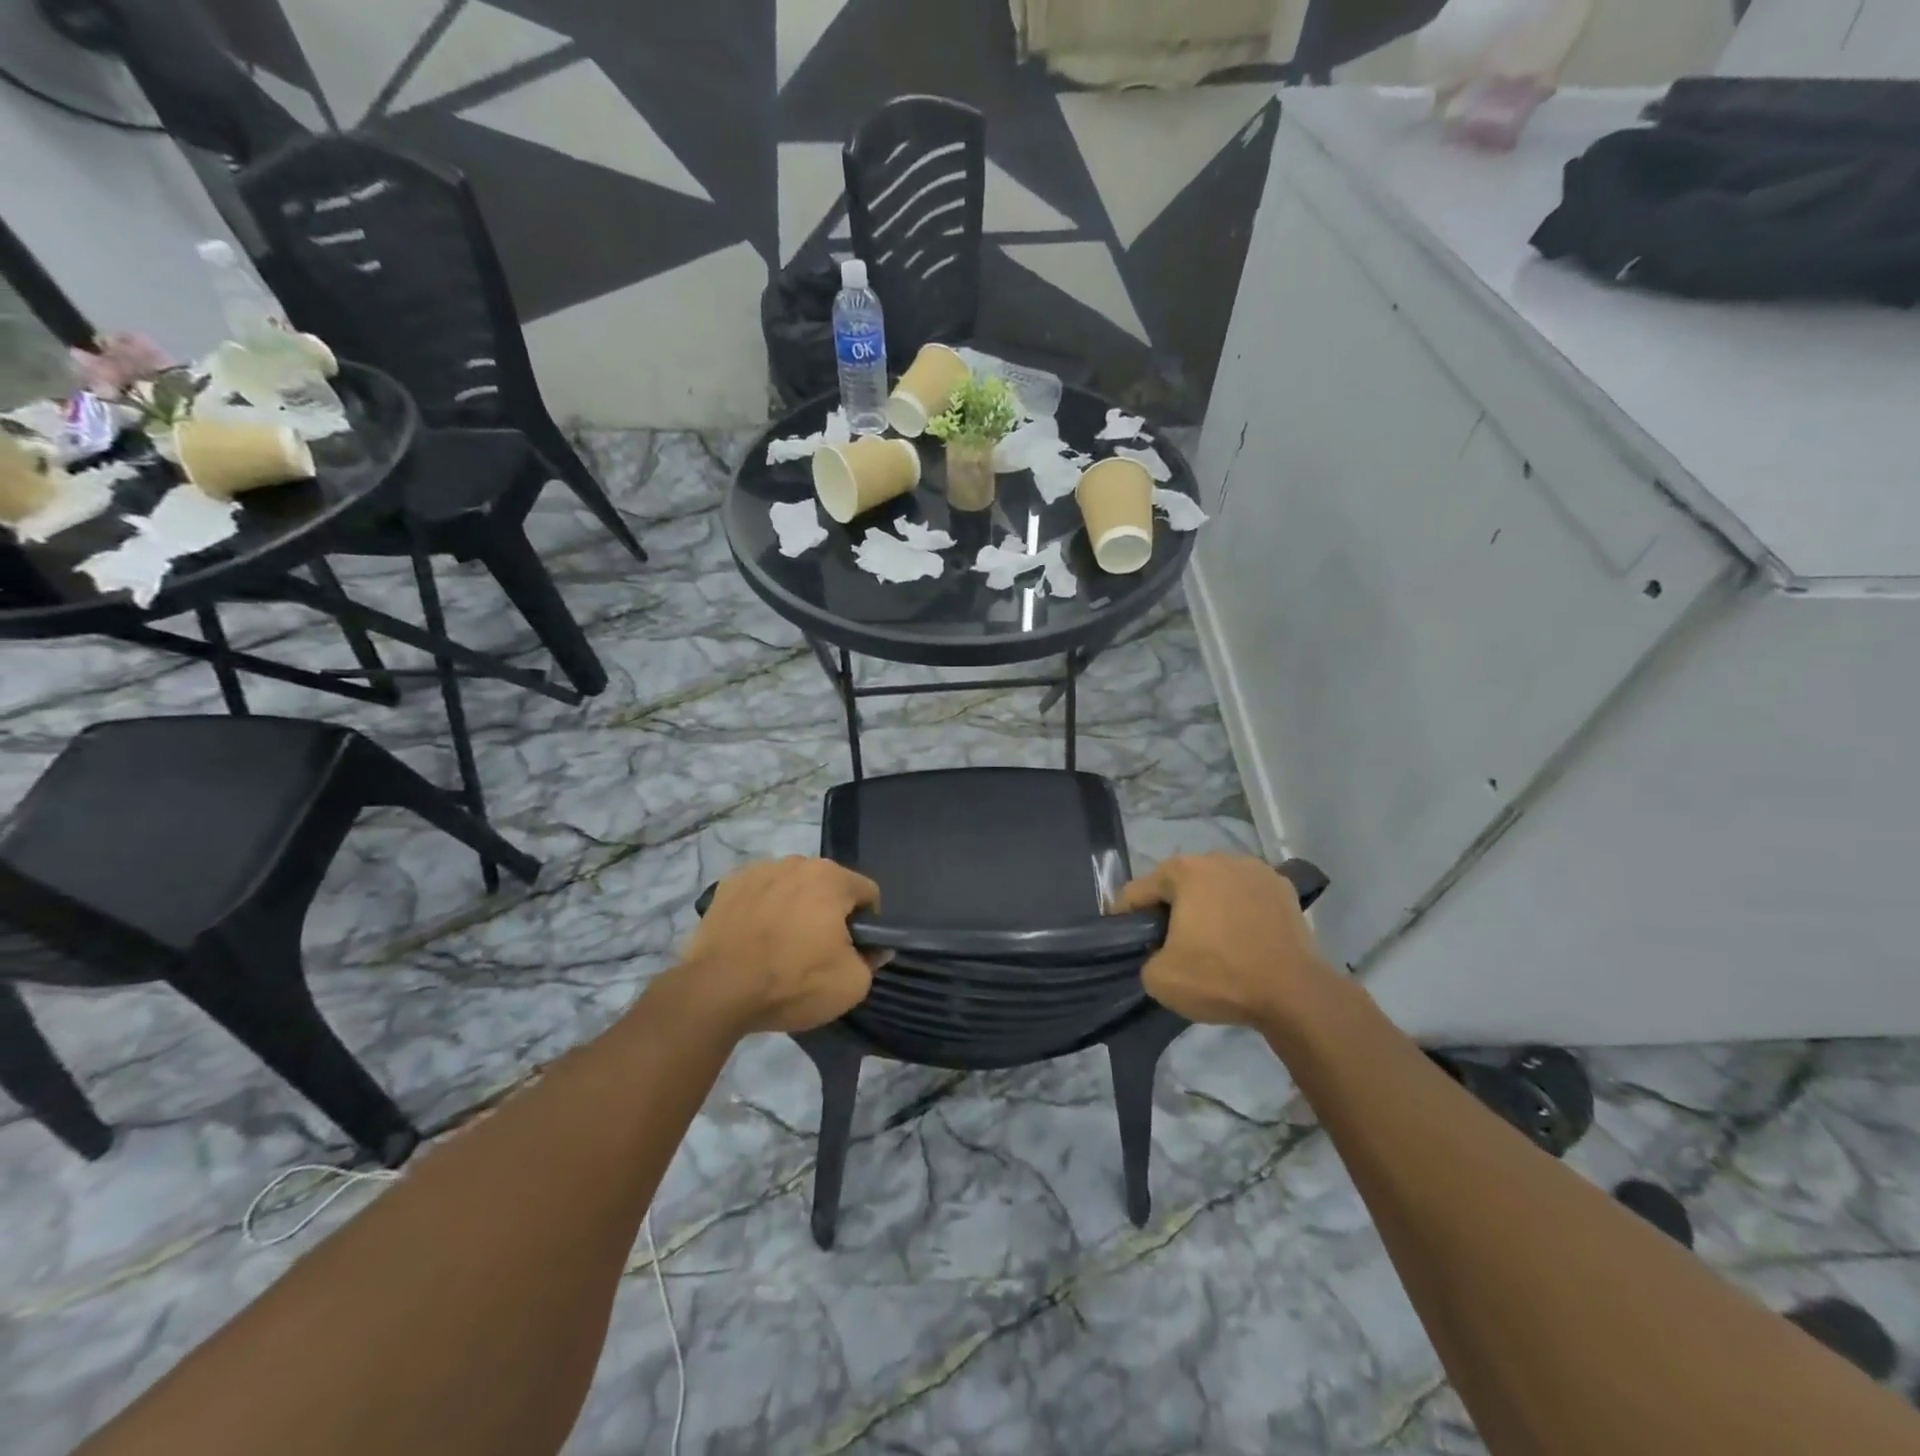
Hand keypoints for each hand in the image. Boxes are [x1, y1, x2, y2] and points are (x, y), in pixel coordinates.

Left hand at [665, 857, 881, 1035]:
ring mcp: (759, 870)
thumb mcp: (851, 984)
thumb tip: (874, 949)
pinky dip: (763, 910)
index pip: (867, 893)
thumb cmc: (792, 983)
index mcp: (832, 878)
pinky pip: (759, 893)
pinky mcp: (727, 885)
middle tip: (816, 951)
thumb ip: (872, 960)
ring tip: (780, 946)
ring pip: (792, 887)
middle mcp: (797, 863)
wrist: (717, 991)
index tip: (852, 951)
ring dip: (795, 908)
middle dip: (829, 912)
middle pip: (828, 886)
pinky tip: (753, 940)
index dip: (867, 924)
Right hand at [1113, 854, 1335, 1030]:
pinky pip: (1248, 896)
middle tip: (1169, 941)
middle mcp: (1218, 858)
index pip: (1139, 890)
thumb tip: (1160, 953)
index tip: (1125, 938)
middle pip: (1180, 883)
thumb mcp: (1160, 979)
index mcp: (1184, 871)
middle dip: (1170, 907)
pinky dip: (1240, 911)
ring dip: (1208, 905)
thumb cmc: (1220, 977)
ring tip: (1210, 939)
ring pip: (1216, 886)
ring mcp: (1256, 870)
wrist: (1294, 994)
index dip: (1126, 916)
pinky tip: (1242, 937)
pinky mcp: (1284, 888)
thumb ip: (1146, 957)